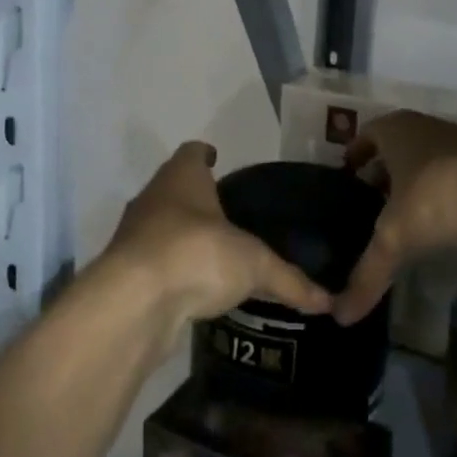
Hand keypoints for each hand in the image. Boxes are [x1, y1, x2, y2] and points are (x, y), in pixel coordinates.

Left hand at [102, 142, 331, 334]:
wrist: (133, 303)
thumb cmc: (197, 254)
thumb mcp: (254, 264)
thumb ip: (289, 280)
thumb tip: (329, 301)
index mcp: (182, 178)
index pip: (192, 153)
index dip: (205, 155)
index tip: (217, 160)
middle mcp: (153, 199)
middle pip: (174, 189)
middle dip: (196, 199)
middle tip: (226, 212)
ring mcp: (134, 237)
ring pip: (162, 228)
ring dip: (182, 237)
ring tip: (214, 252)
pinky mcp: (127, 274)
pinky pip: (157, 265)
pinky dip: (174, 272)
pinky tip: (196, 288)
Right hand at [334, 111, 456, 325]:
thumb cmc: (443, 193)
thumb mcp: (397, 237)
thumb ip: (368, 274)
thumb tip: (340, 317)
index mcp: (396, 131)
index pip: (365, 136)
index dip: (354, 157)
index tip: (346, 181)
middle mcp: (426, 129)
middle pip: (396, 150)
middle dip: (383, 175)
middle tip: (368, 208)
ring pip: (429, 164)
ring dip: (417, 187)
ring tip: (404, 222)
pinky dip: (447, 199)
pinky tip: (444, 227)